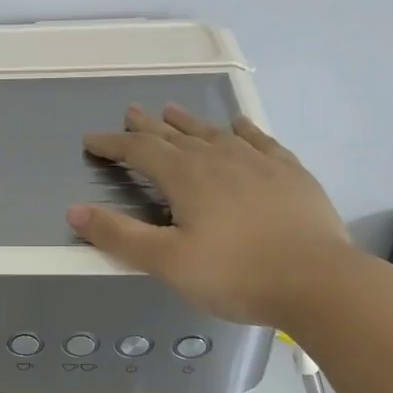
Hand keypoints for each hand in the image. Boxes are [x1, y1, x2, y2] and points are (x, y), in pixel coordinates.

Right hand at [68, 103, 359, 328]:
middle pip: (176, 135)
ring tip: (173, 110)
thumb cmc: (235, 275)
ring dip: (189, 122)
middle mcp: (220, 159)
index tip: (91, 140)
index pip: (140, 152)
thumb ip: (119, 236)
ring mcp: (259, 163)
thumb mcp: (167, 262)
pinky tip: (239, 126)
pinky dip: (242, 130)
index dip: (113, 144)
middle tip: (132, 112)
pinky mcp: (290, 174)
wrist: (318, 282)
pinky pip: (260, 141)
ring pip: (215, 133)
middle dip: (148, 126)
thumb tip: (74, 211)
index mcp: (187, 178)